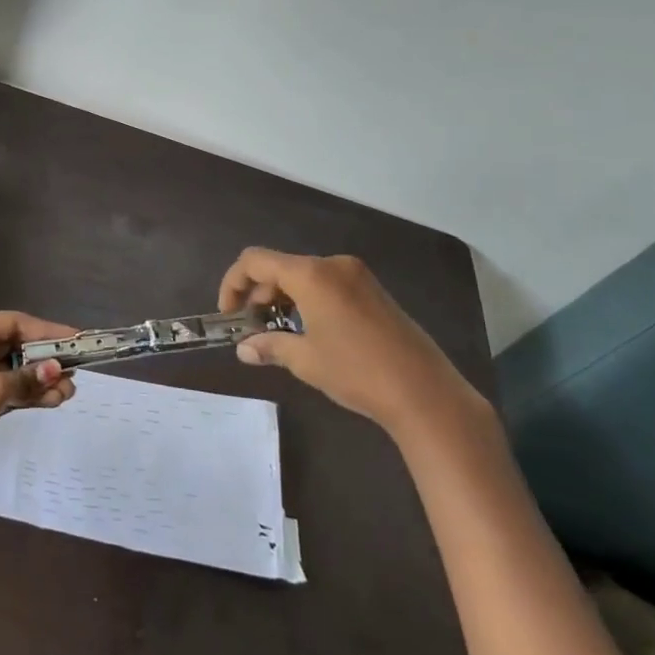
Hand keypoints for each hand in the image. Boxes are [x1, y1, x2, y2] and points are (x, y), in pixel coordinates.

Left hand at [0, 312, 76, 492]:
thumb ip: (27, 378)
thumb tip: (57, 370)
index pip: (14, 323)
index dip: (47, 331)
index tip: (77, 340)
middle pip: (15, 346)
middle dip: (45, 360)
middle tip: (75, 373)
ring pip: (12, 370)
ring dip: (39, 380)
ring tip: (69, 393)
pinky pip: (6, 389)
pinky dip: (26, 394)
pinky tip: (51, 401)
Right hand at [220, 248, 471, 432]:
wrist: (426, 393)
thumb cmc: (357, 372)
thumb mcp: (306, 361)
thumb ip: (270, 347)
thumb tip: (244, 349)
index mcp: (311, 274)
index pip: (255, 261)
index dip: (233, 283)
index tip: (229, 314)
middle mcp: (332, 265)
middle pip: (280, 267)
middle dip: (258, 293)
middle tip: (252, 329)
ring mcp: (356, 275)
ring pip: (303, 275)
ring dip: (282, 298)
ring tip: (277, 333)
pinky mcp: (373, 290)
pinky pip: (326, 284)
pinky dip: (307, 300)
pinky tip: (309, 331)